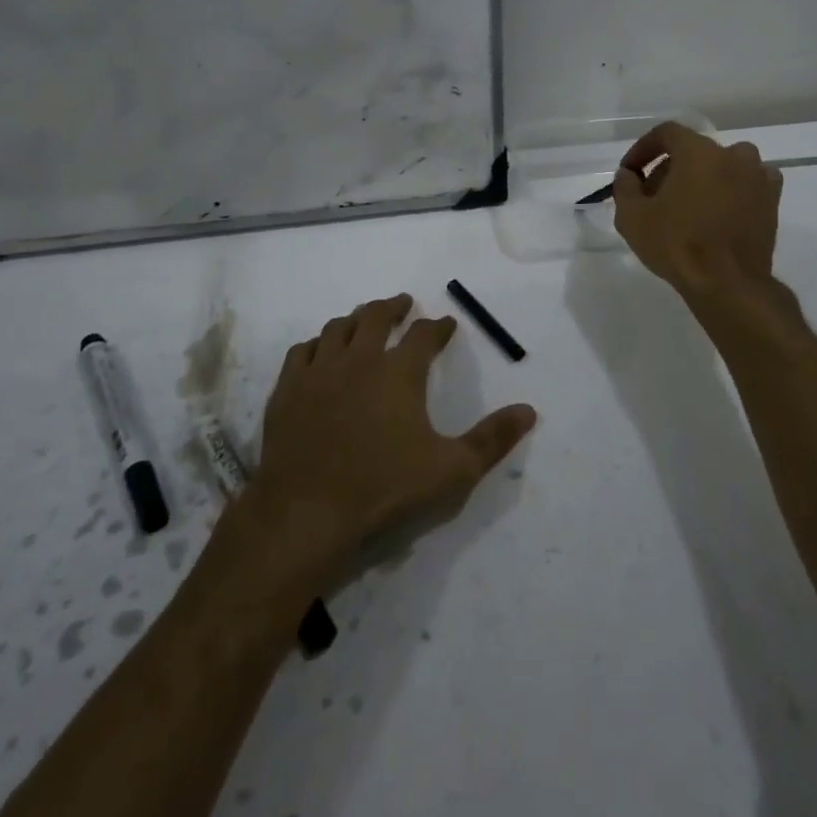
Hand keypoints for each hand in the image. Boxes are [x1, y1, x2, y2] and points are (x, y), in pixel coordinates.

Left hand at [250, 294, 536, 575]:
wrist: (306, 513)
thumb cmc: (384, 488)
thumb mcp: (452, 470)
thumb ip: (493, 439)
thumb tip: (529, 411)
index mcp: (400, 372)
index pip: (424, 335)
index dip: (438, 327)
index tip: (446, 324)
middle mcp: (359, 359)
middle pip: (377, 316)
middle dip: (394, 307)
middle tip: (404, 304)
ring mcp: (319, 371)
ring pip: (338, 328)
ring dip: (356, 319)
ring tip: (364, 320)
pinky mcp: (288, 390)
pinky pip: (303, 351)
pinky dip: (317, 344)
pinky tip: (320, 351)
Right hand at [613, 122, 781, 300]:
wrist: (728, 283)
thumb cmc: (676, 244)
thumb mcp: (632, 217)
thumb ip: (625, 187)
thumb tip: (629, 175)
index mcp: (698, 151)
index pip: (667, 133)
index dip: (644, 148)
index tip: (631, 171)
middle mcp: (733, 154)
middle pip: (694, 151)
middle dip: (670, 169)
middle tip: (653, 197)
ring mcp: (757, 176)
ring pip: (722, 166)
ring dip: (702, 178)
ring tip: (687, 207)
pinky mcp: (772, 200)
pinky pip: (747, 183)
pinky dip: (731, 190)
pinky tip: (718, 212)